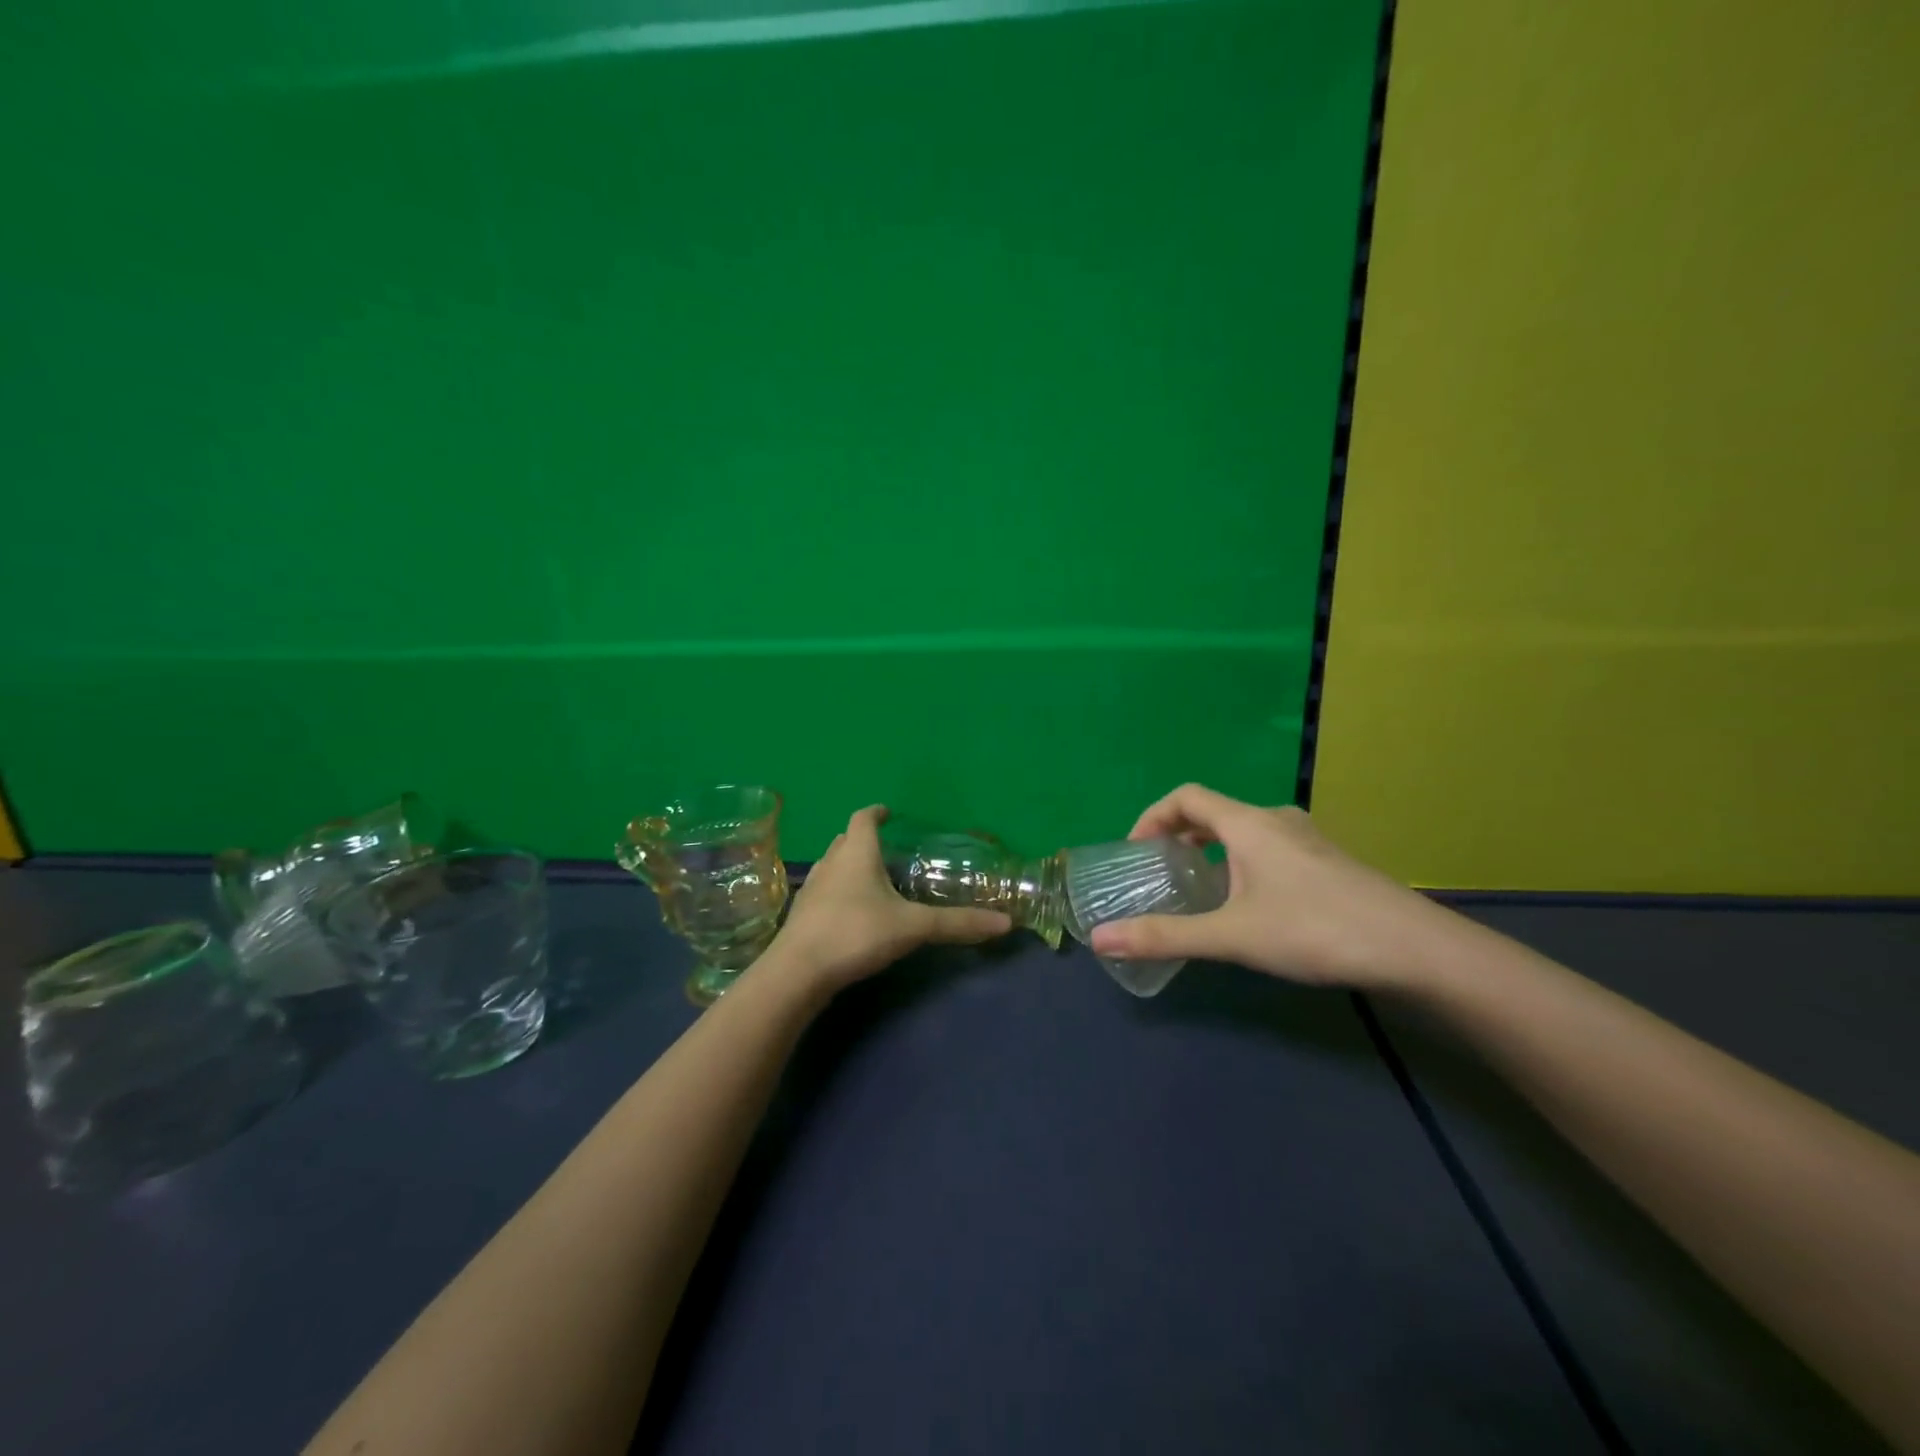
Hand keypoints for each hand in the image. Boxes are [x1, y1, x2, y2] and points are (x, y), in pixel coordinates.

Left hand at [771, 805, 1011, 993]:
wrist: (798, 972)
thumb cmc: (856, 933)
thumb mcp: (912, 927)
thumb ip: (957, 924)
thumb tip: (1005, 923)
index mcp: (857, 853)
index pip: (863, 818)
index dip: (876, 813)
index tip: (888, 813)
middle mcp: (831, 863)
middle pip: (846, 840)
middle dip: (864, 839)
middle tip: (887, 849)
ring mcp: (812, 889)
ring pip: (833, 866)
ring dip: (850, 866)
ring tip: (872, 880)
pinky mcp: (802, 916)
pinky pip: (824, 892)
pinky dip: (839, 893)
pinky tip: (852, 913)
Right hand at [1087, 784, 1456, 990]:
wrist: (1414, 949)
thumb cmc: (1315, 929)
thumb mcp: (1232, 936)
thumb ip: (1165, 936)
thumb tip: (1100, 939)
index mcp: (1247, 823)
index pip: (1185, 796)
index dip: (1152, 816)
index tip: (1136, 851)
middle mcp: (1275, 820)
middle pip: (1214, 812)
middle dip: (1179, 835)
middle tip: (1161, 872)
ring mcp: (1307, 840)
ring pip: (1243, 831)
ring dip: (1212, 850)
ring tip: (1199, 890)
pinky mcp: (1327, 863)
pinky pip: (1268, 848)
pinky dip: (1241, 863)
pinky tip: (1250, 905)